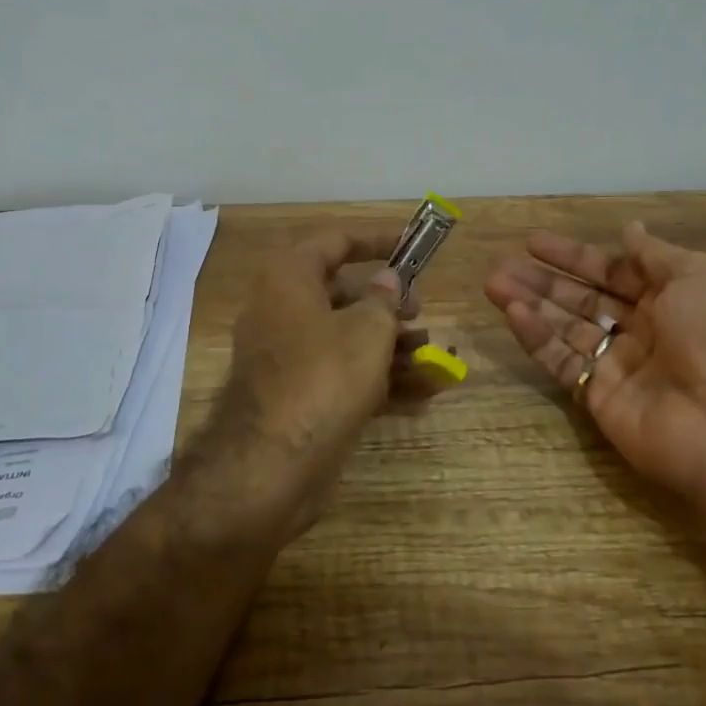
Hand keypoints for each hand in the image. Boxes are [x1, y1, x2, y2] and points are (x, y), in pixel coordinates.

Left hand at [191, 230, 420, 543]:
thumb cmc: (324, 378)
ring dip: (390, 343)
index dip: (376, 240)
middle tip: (421, 312)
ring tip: (433, 354)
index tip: (410, 245)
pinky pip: (341, 372)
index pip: (335, 242)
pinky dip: (377, 376)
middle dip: (387, 303)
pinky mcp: (296, 394)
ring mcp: (287, 356)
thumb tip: (386, 279)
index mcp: (289, 278)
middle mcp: (281, 310)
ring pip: (345, 336)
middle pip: (342, 293)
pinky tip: (423, 390)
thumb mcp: (367, 330)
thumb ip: (384, 298)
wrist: (272, 465)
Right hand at [486, 222, 705, 533]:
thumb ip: (656, 254)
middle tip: (501, 264)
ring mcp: (617, 366)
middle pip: (581, 299)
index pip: (611, 271)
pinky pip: (561, 362)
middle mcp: (641, 330)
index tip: (533, 241)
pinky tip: (512, 313)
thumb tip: (630, 229)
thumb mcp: (700, 276)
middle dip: (542, 280)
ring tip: (493, 283)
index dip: (573, 256)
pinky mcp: (597, 398)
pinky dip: (536, 338)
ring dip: (530, 304)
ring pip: (564, 328)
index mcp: (670, 299)